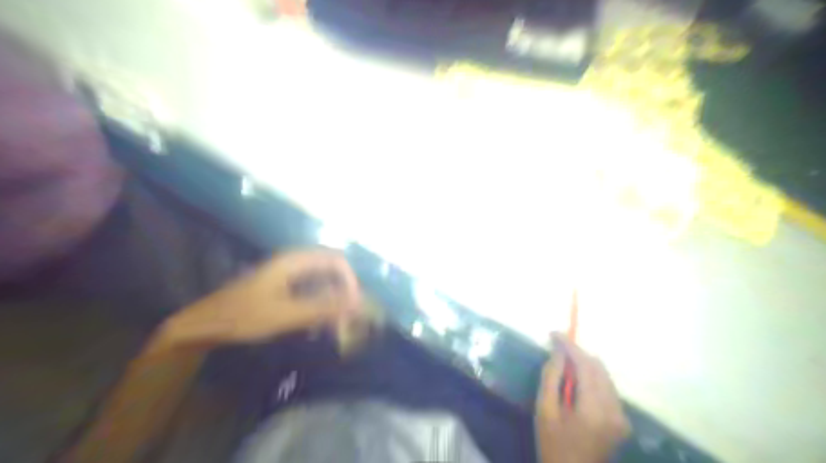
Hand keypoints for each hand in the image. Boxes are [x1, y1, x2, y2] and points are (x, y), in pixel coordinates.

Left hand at [153, 249, 362, 349]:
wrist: (202, 326)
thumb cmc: (243, 317)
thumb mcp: (286, 314)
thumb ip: (324, 308)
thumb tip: (359, 303)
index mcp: (294, 261)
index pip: (336, 261)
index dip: (349, 281)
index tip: (353, 307)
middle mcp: (294, 263)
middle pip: (331, 270)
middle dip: (343, 293)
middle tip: (347, 320)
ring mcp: (288, 275)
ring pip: (322, 282)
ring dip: (332, 302)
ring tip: (335, 326)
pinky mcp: (282, 287)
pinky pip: (310, 291)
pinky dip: (319, 306)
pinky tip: (317, 326)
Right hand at [536, 335, 632, 462]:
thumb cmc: (553, 445)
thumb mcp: (544, 410)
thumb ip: (551, 377)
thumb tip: (558, 352)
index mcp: (593, 409)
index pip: (585, 366)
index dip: (570, 346)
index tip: (554, 333)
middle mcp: (614, 410)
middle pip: (598, 368)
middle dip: (578, 354)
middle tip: (557, 348)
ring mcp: (621, 417)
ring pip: (605, 376)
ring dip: (585, 365)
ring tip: (564, 364)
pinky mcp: (622, 421)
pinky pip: (607, 388)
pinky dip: (592, 378)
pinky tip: (577, 382)